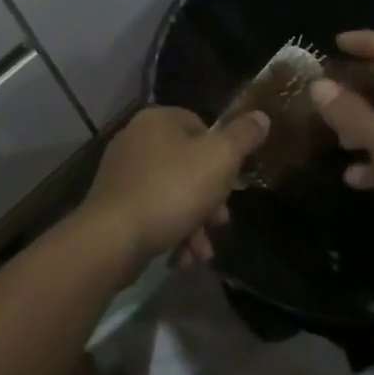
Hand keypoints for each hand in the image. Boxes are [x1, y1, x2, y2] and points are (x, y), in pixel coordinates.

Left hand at [79, 106, 268, 269]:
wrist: (112, 239)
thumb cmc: (171, 191)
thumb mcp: (219, 160)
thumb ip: (243, 137)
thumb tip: (261, 117)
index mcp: (158, 119)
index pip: (201, 126)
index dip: (222, 156)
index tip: (231, 183)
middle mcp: (135, 138)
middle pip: (188, 164)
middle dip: (209, 198)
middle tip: (219, 222)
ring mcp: (121, 172)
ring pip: (172, 193)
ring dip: (193, 222)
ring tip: (202, 251)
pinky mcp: (113, 205)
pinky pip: (152, 212)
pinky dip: (170, 231)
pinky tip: (182, 257)